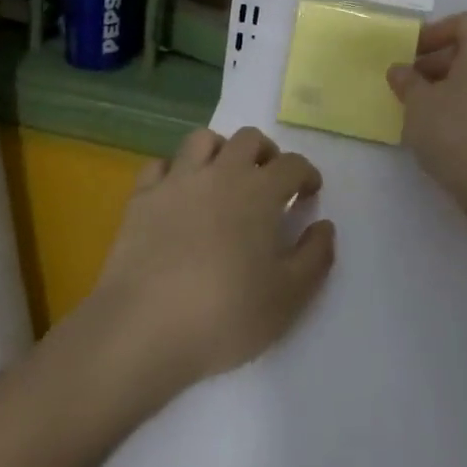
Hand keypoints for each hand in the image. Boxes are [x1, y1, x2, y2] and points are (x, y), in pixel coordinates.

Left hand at [87, 127, 335, 399]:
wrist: (144, 327)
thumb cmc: (226, 315)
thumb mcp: (288, 297)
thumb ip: (315, 257)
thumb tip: (324, 226)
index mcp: (259, 192)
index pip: (292, 165)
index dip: (306, 174)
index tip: (309, 193)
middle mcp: (220, 173)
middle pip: (249, 139)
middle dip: (267, 153)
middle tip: (270, 181)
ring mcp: (176, 181)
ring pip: (202, 139)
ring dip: (221, 150)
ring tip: (224, 177)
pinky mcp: (142, 197)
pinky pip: (160, 165)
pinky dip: (175, 170)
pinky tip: (179, 193)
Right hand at [388, 12, 466, 221]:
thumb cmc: (455, 134)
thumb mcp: (417, 104)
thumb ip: (406, 80)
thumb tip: (400, 70)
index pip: (464, 22)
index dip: (434, 32)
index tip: (410, 53)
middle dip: (438, 60)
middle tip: (411, 82)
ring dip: (452, 84)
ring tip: (425, 107)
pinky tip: (447, 129)